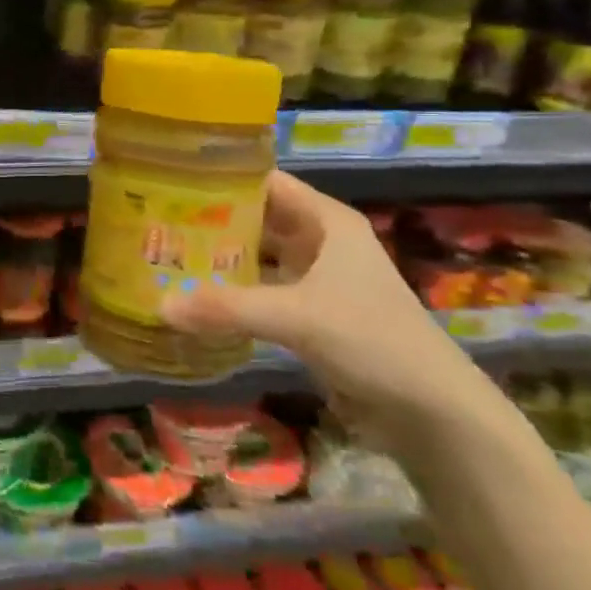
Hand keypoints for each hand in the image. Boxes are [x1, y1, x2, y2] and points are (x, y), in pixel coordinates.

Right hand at [162, 171, 499, 450]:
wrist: (431, 412)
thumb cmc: (371, 339)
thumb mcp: (295, 316)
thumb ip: (227, 308)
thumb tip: (160, 304)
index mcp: (326, 221)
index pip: (267, 182)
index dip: (224, 178)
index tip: (173, 180)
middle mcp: (321, 242)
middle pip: (259, 219)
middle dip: (214, 221)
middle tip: (159, 223)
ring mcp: (318, 280)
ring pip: (260, 258)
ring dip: (222, 261)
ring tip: (168, 257)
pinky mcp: (313, 316)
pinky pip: (264, 293)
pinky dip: (235, 295)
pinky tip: (199, 300)